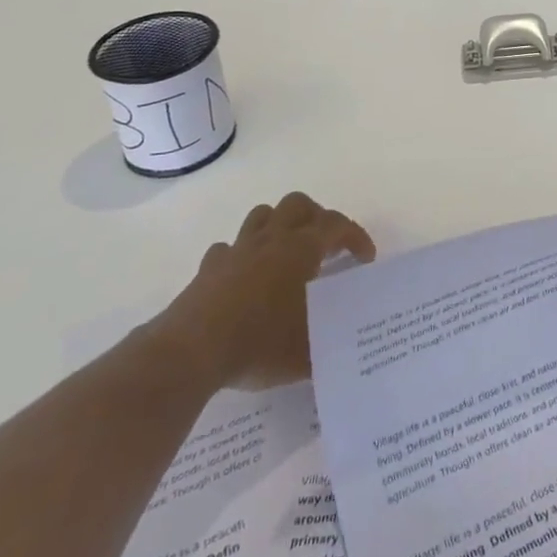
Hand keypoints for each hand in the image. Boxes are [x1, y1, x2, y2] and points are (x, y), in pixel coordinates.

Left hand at [152, 192, 375, 391]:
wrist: (190, 352)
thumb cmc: (258, 344)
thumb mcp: (307, 352)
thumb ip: (330, 343)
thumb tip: (345, 349)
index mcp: (302, 249)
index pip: (337, 225)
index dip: (356, 236)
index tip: (365, 258)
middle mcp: (272, 239)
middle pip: (298, 204)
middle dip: (317, 217)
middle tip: (325, 244)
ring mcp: (237, 250)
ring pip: (262, 215)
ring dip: (279, 225)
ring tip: (287, 251)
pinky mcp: (209, 268)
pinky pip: (228, 248)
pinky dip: (241, 255)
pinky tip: (245, 276)